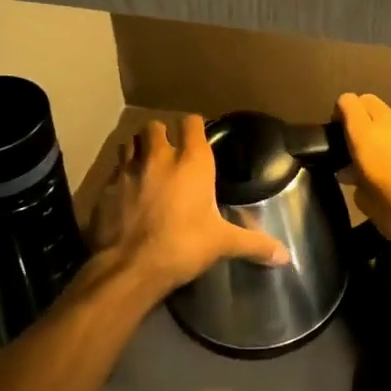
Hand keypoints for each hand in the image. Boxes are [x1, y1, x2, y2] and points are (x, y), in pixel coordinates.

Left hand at [89, 116, 289, 294]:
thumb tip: (286, 256)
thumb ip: (255, 244)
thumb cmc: (183, 246)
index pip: (191, 123)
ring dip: (138, 150)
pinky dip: (120, 175)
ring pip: (130, 143)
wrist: (130, 267)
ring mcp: (128, 169)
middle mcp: (158, 157)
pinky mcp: (105, 187)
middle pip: (155, 126)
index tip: (198, 138)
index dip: (194, 127)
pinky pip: (113, 170)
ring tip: (145, 166)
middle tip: (169, 154)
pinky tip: (126, 192)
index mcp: (191, 162)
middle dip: (161, 135)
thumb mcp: (223, 244)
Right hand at [335, 93, 390, 250]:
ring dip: (384, 128)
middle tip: (358, 142)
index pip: (347, 101)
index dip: (339, 112)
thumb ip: (354, 178)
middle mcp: (390, 123)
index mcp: (366, 135)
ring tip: (385, 156)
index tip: (338, 133)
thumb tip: (350, 170)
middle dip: (360, 114)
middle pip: (369, 101)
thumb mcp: (365, 202)